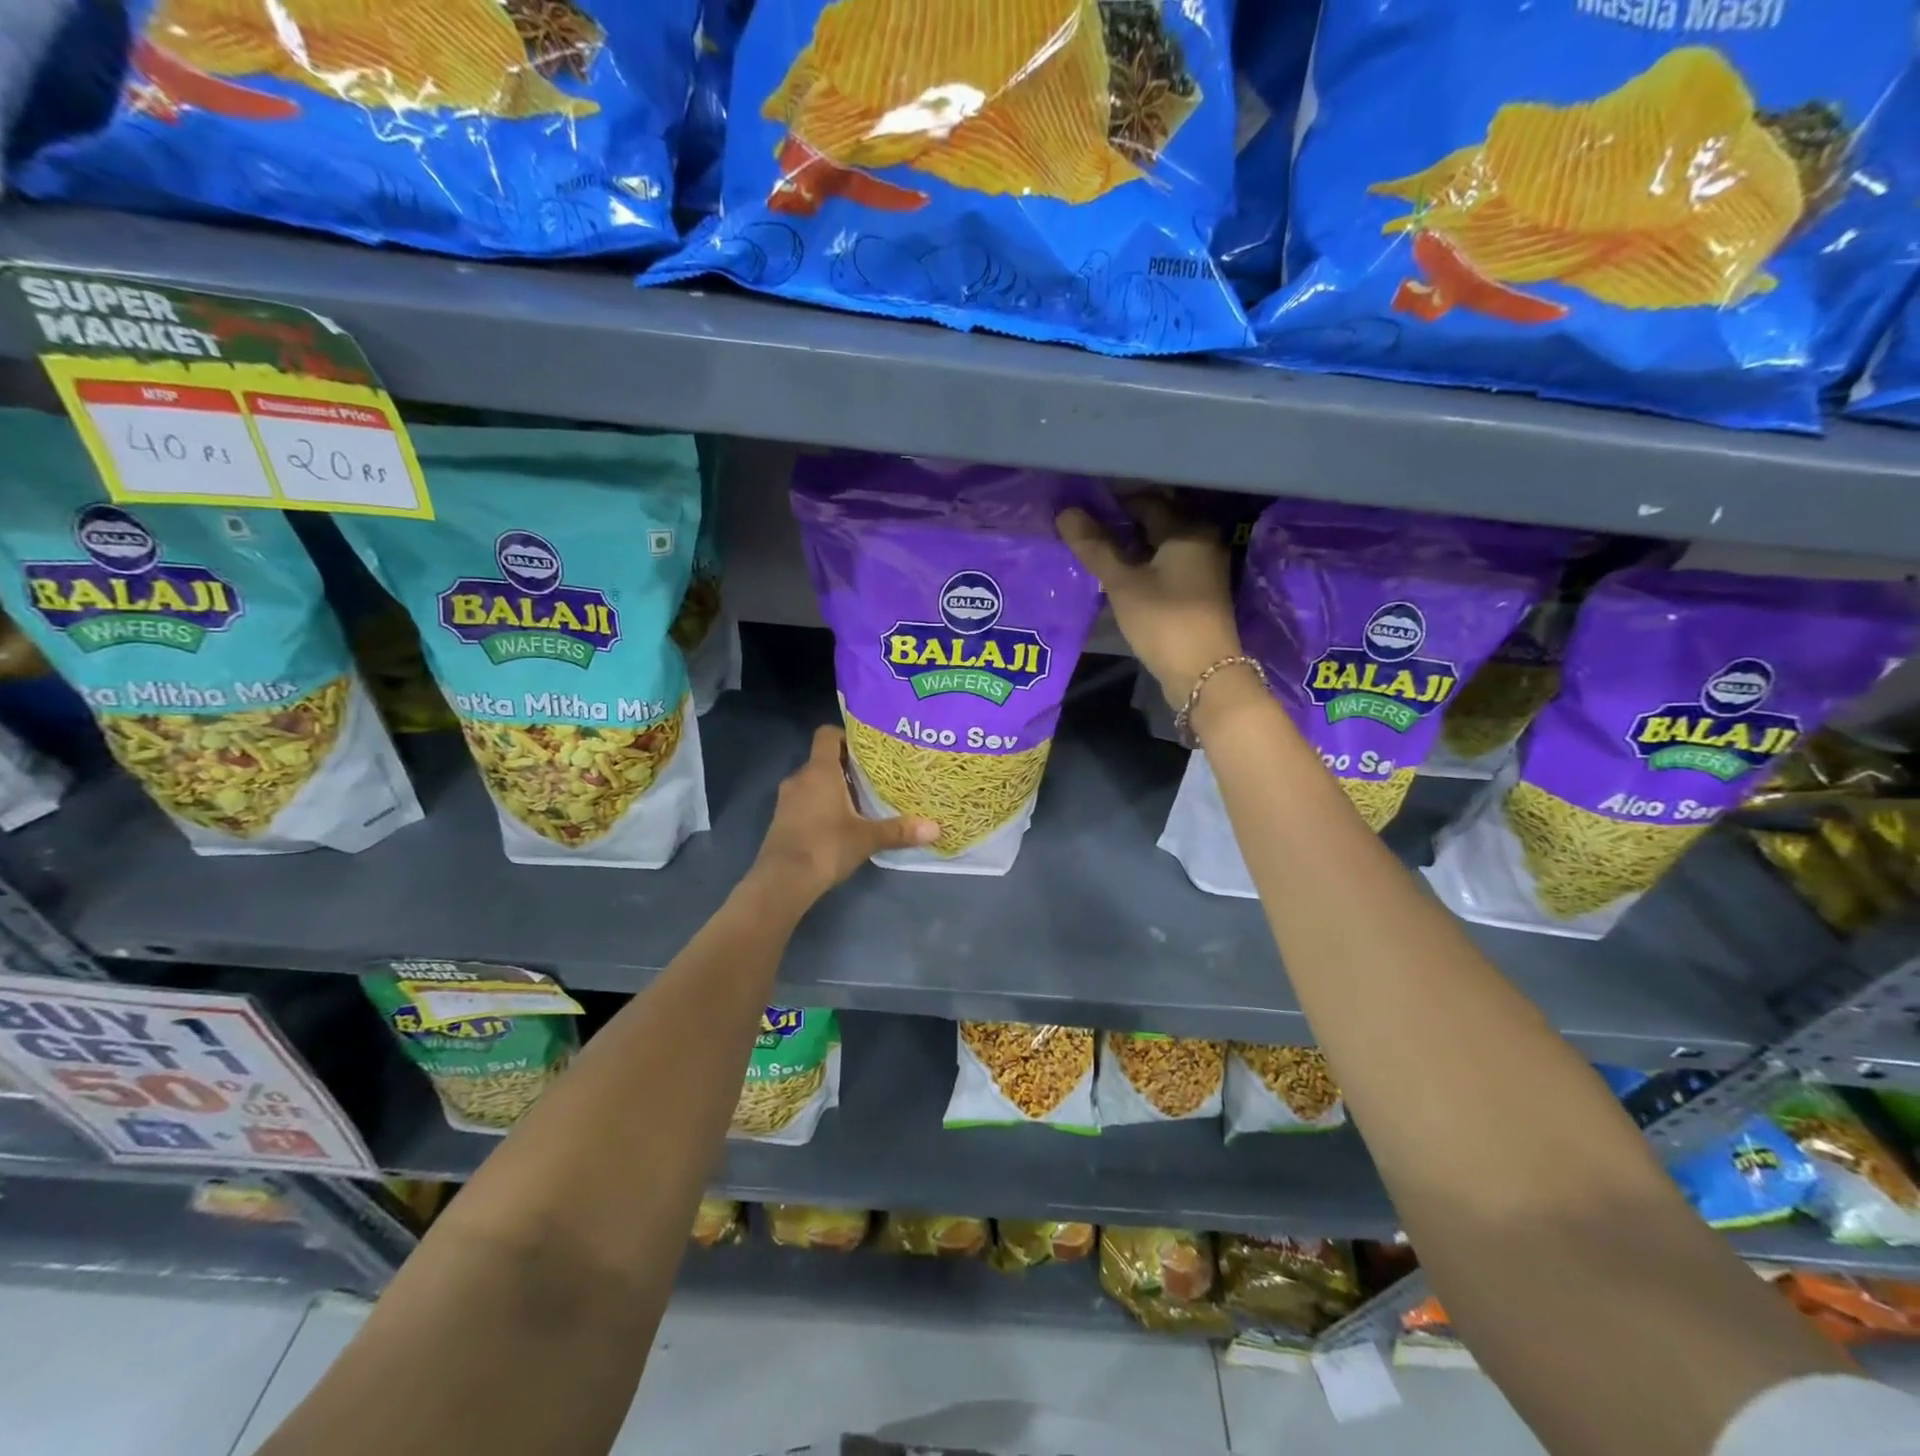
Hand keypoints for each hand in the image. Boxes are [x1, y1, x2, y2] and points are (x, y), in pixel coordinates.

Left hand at [751, 726, 938, 900]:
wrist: (782, 881)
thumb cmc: (826, 847)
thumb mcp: (867, 838)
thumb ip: (899, 830)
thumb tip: (936, 828)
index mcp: (820, 771)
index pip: (827, 735)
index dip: (845, 735)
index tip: (867, 748)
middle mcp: (800, 777)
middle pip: (823, 759)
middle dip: (846, 766)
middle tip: (873, 777)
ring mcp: (786, 799)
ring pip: (813, 782)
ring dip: (832, 787)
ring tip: (859, 801)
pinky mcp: (781, 819)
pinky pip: (803, 801)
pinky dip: (819, 805)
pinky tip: (838, 823)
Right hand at [1057, 495, 1241, 707]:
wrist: (1204, 673)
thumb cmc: (1163, 621)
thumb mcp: (1123, 584)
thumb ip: (1095, 548)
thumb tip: (1065, 512)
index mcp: (1187, 528)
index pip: (1145, 501)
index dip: (1111, 504)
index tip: (1081, 513)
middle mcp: (1202, 539)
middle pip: (1156, 521)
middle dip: (1121, 524)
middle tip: (1086, 533)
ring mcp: (1204, 566)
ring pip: (1161, 544)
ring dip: (1132, 546)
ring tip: (1098, 554)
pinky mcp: (1200, 590)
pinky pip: (1168, 564)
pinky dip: (1145, 564)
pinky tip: (1122, 576)